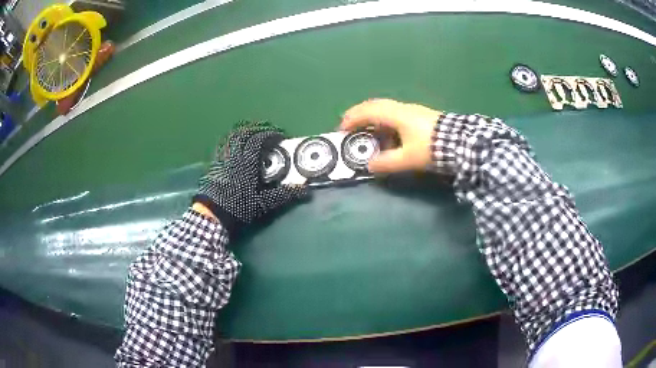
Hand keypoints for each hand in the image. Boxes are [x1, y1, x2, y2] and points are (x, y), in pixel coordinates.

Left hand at [192, 121, 307, 234]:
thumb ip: (284, 194)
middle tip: (268, 130)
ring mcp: (222, 158)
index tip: (280, 136)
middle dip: (257, 128)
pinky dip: (231, 139)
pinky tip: (236, 145)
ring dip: (243, 131)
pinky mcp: (214, 164)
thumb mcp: (264, 203)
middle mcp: (234, 155)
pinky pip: (223, 144)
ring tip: (253, 133)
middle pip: (244, 133)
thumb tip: (305, 190)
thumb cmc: (238, 207)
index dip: (270, 134)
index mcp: (247, 162)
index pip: (258, 139)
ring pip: (231, 136)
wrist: (213, 214)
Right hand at [340, 99, 441, 172]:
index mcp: (396, 115)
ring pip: (385, 108)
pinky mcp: (420, 115)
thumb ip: (387, 162)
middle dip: (359, 114)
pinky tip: (386, 132)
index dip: (352, 119)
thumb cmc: (431, 147)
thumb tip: (369, 166)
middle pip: (375, 105)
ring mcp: (412, 110)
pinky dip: (383, 120)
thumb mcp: (407, 159)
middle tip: (349, 126)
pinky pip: (394, 113)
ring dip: (372, 117)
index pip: (368, 112)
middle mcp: (402, 108)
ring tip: (365, 130)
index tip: (341, 130)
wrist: (460, 141)